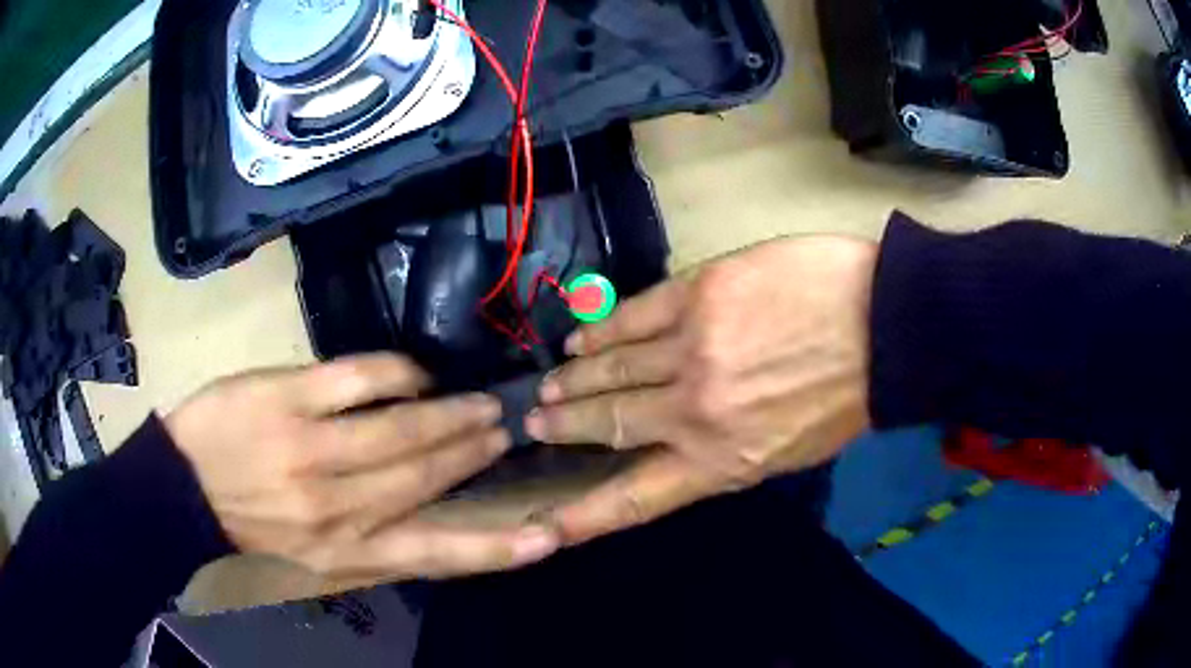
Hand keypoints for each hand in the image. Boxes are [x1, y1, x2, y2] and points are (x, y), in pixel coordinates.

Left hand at [165, 353, 558, 584]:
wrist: (182, 488)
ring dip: (450, 415)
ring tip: (479, 403)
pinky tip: (417, 373)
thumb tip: (425, 505)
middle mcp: (338, 509)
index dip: (496, 548)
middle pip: (426, 478)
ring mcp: (311, 450)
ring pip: (402, 428)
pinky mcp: (287, 400)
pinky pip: (359, 378)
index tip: (548, 536)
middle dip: (473, 453)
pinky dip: (398, 373)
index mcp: (346, 552)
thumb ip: (370, 537)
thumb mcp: (314, 554)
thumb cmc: (251, 524)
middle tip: (503, 429)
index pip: (434, 555)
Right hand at [526, 237, 875, 545]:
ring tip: (553, 382)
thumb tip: (681, 445)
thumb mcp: (790, 452)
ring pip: (613, 367)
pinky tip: (583, 337)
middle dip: (567, 426)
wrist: (885, 324)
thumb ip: (729, 454)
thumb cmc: (847, 396)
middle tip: (536, 421)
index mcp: (723, 461)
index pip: (637, 497)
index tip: (546, 525)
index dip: (586, 515)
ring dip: (577, 378)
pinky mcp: (698, 295)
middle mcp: (695, 412)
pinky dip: (602, 329)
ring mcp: (692, 349)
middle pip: (612, 423)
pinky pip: (633, 316)